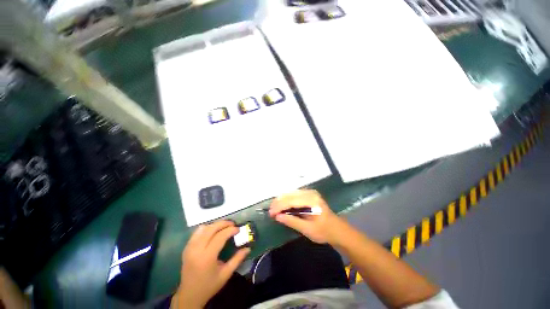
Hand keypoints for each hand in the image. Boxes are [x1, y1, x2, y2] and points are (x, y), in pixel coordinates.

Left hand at [172, 221, 249, 308]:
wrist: (189, 295)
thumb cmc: (209, 286)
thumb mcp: (226, 274)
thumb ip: (237, 259)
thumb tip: (248, 248)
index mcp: (207, 257)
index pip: (220, 236)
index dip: (230, 230)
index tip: (238, 229)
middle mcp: (197, 249)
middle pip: (211, 228)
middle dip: (223, 223)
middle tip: (232, 224)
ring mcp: (190, 248)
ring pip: (203, 228)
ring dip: (215, 225)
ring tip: (223, 228)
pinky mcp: (186, 248)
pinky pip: (196, 232)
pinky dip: (206, 229)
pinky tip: (212, 233)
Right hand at [269, 190, 348, 244]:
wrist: (337, 229)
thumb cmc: (324, 231)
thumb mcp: (307, 230)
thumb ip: (292, 221)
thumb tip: (277, 217)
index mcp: (312, 201)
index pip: (291, 201)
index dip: (279, 206)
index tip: (271, 214)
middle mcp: (310, 193)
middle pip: (290, 195)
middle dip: (278, 203)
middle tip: (270, 212)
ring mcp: (310, 192)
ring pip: (290, 193)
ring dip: (281, 200)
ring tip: (274, 209)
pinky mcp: (309, 194)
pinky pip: (294, 194)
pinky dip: (286, 200)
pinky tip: (282, 205)